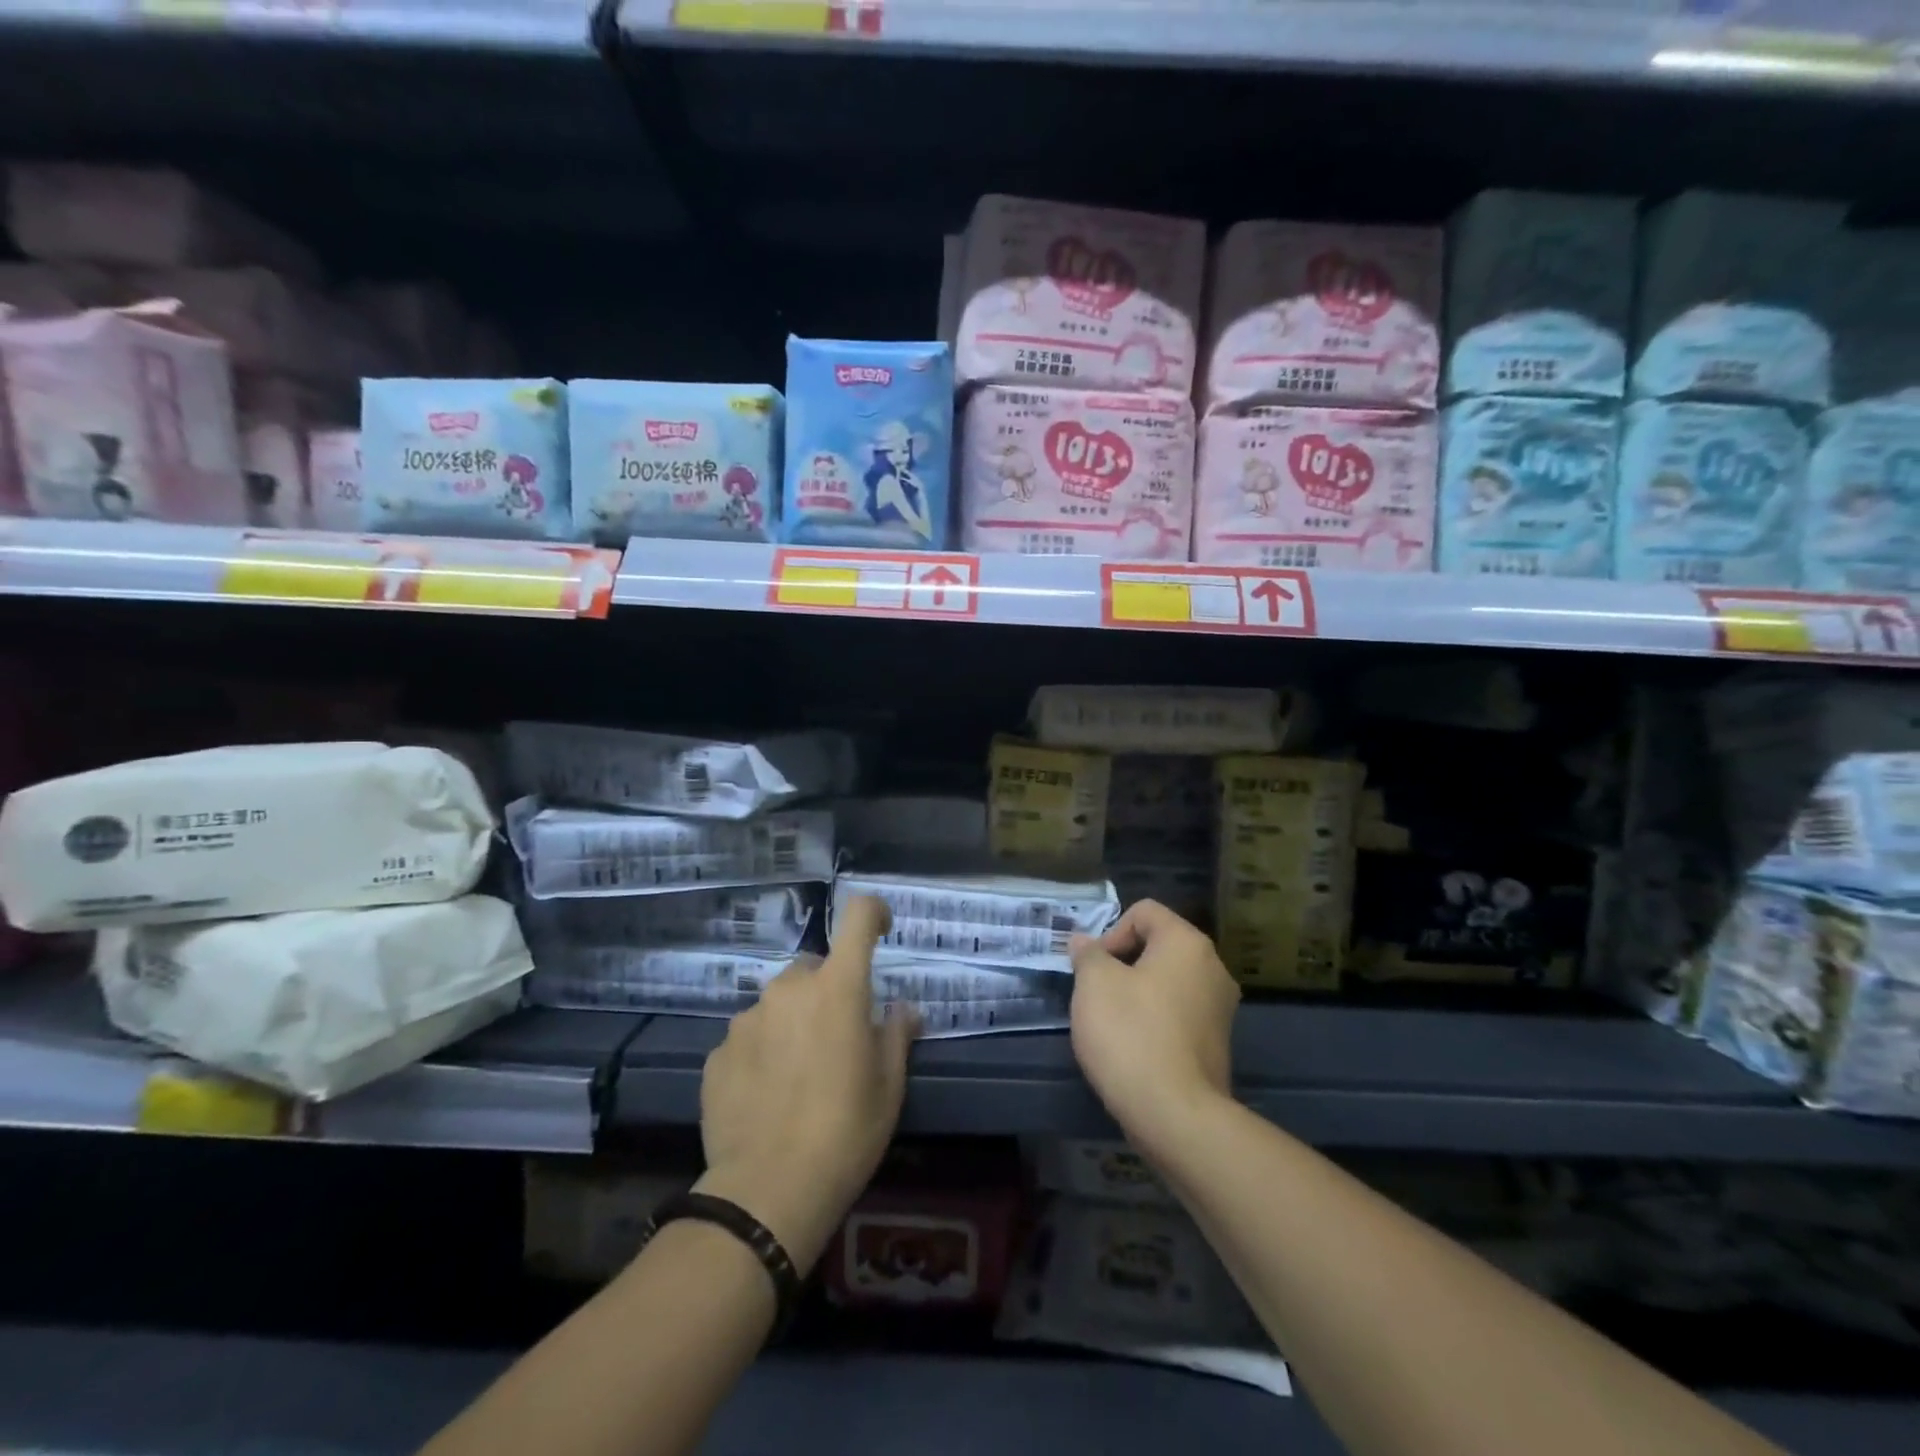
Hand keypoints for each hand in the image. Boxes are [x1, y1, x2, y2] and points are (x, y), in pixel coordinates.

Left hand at [694, 895, 917, 1273]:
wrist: (768, 1191)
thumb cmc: (846, 1130)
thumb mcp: (889, 1084)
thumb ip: (897, 1033)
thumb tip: (903, 1008)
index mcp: (838, 986)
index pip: (857, 917)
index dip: (872, 913)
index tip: (881, 930)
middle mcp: (789, 988)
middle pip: (815, 968)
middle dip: (828, 991)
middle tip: (838, 1039)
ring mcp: (747, 1018)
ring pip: (779, 1004)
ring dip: (793, 1022)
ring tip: (799, 1076)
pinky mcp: (717, 1053)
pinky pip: (749, 1037)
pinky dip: (763, 1052)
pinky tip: (767, 1096)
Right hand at [1069, 899, 1239, 1156]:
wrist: (1175, 1115)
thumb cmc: (1130, 1034)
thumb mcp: (1094, 983)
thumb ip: (1088, 954)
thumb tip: (1085, 942)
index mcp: (1187, 943)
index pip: (1144, 911)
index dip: (1111, 931)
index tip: (1094, 968)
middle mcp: (1212, 967)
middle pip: (1158, 945)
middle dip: (1122, 963)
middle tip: (1096, 993)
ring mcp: (1220, 1008)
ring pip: (1167, 982)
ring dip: (1136, 993)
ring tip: (1111, 1023)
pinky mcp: (1216, 1044)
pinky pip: (1177, 1014)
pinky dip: (1154, 1020)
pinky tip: (1133, 1048)